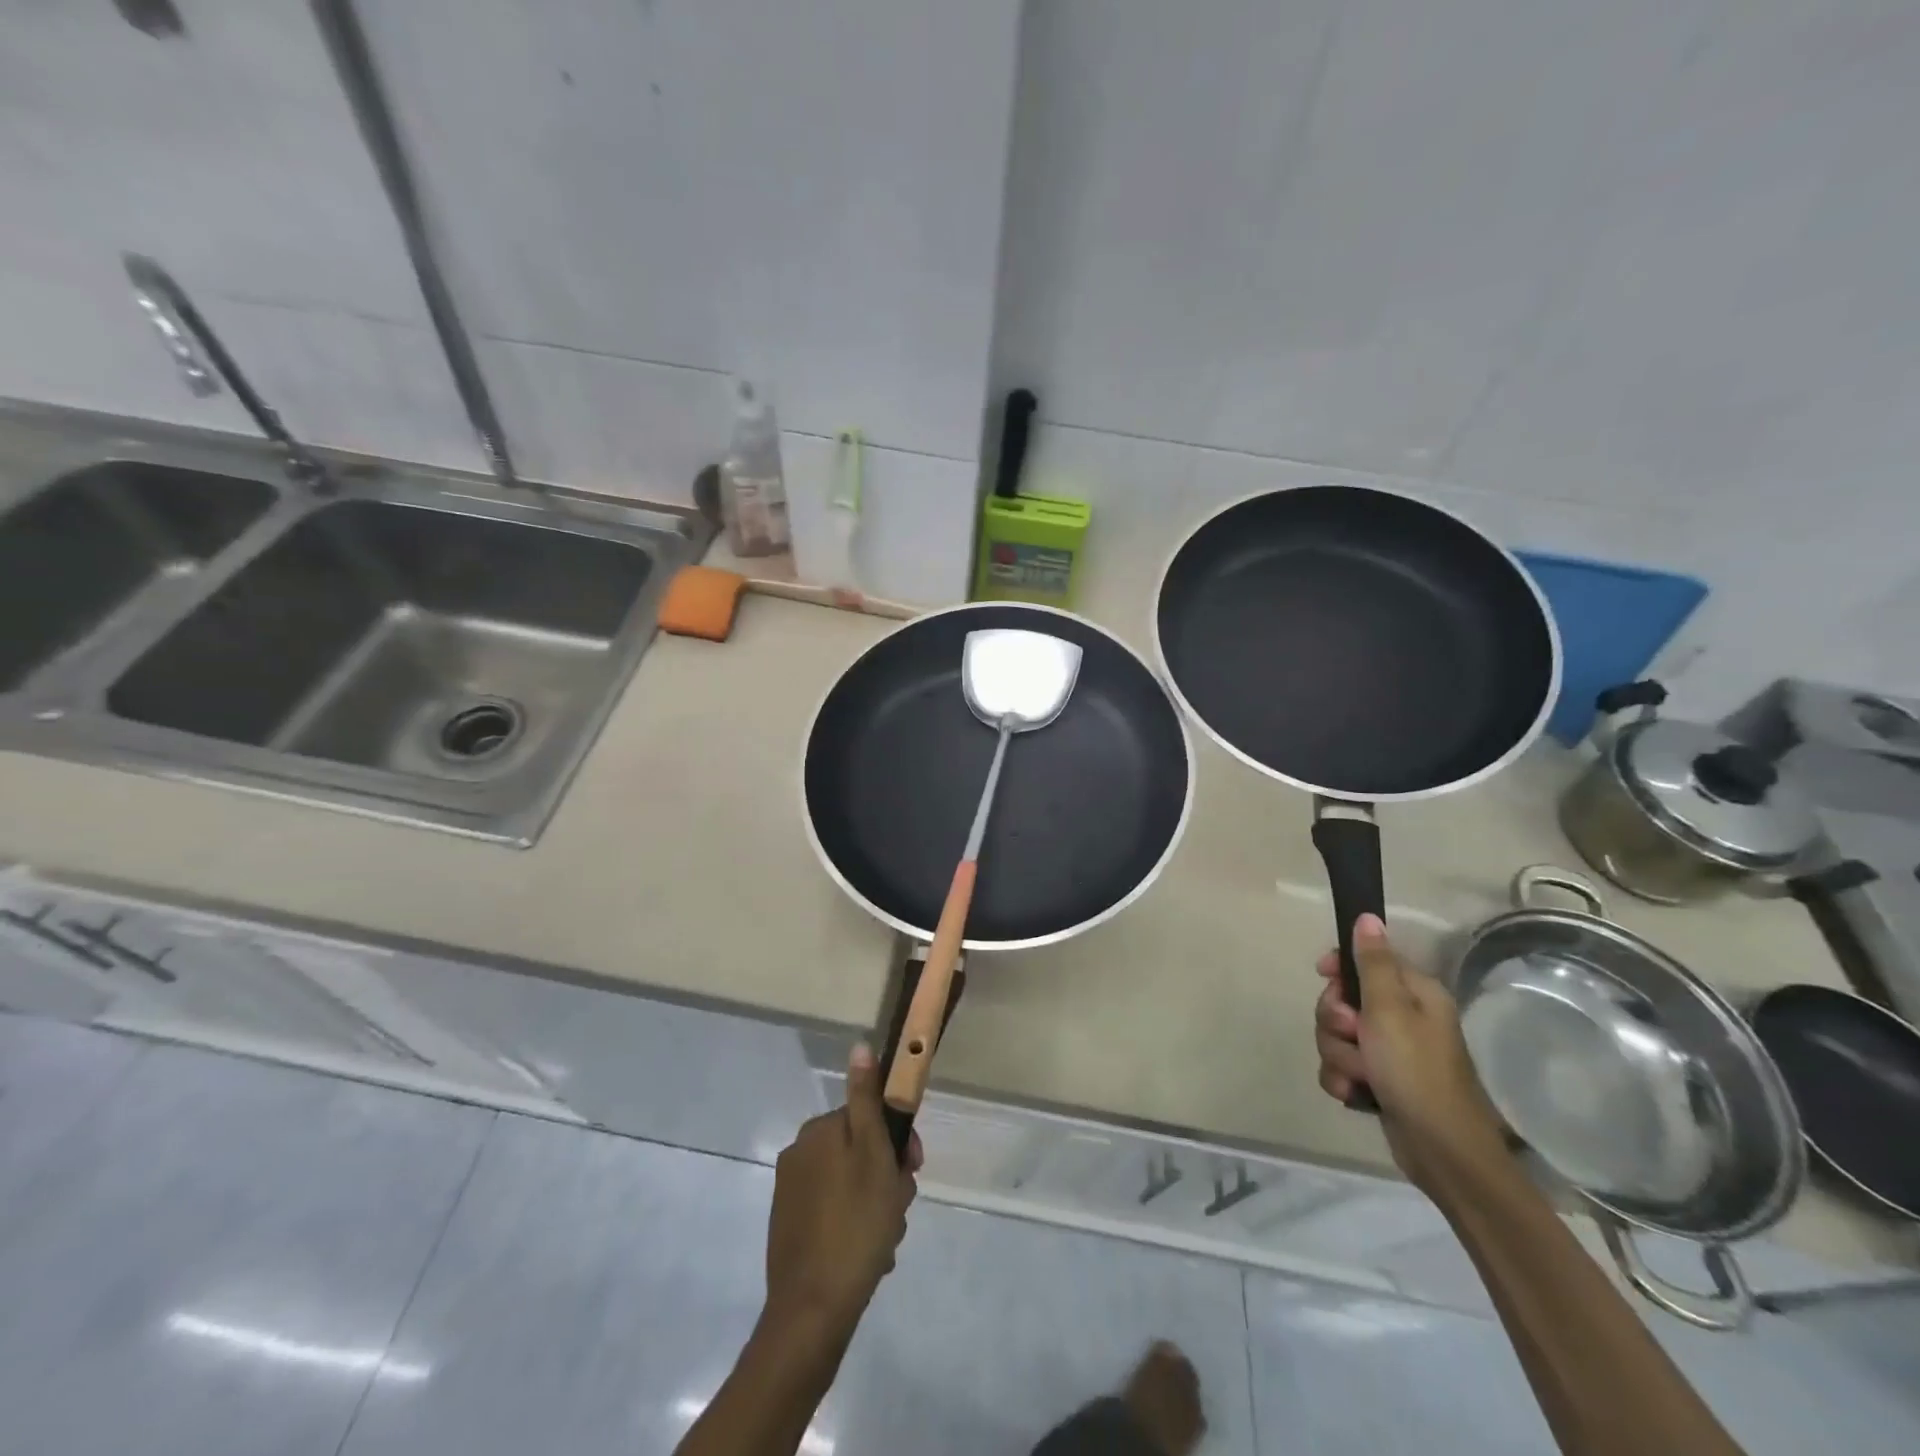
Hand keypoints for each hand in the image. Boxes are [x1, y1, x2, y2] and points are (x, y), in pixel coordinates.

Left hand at [764, 1043, 920, 1338]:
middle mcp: (799, 1154)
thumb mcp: (873, 1153)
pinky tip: (869, 1254)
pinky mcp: (790, 1227)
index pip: (869, 1118)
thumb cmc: (856, 1223)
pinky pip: (835, 1213)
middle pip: (860, 1152)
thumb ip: (867, 1099)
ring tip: (885, 1240)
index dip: (897, 1142)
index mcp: (819, 1131)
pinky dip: (855, 1226)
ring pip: (851, 1185)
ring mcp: (792, 1193)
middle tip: (898, 1209)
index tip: (912, 1170)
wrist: (813, 1310)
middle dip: (886, 1178)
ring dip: (875, 1206)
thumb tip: (859, 1045)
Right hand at [1315, 913, 1506, 1196]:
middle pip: (1341, 1000)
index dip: (1339, 968)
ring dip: (1338, 1054)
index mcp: (1413, 994)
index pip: (1365, 961)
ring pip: (1336, 1035)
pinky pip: (1339, 1066)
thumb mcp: (1389, 1009)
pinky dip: (1342, 1079)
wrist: (1440, 1150)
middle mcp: (1402, 1018)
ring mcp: (1388, 1052)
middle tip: (1353, 1034)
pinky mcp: (1377, 1081)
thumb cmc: (1416, 1070)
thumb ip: (1373, 962)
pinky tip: (1355, 1094)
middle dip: (1335, 1020)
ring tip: (1360, 1074)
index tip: (1324, 976)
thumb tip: (1368, 917)